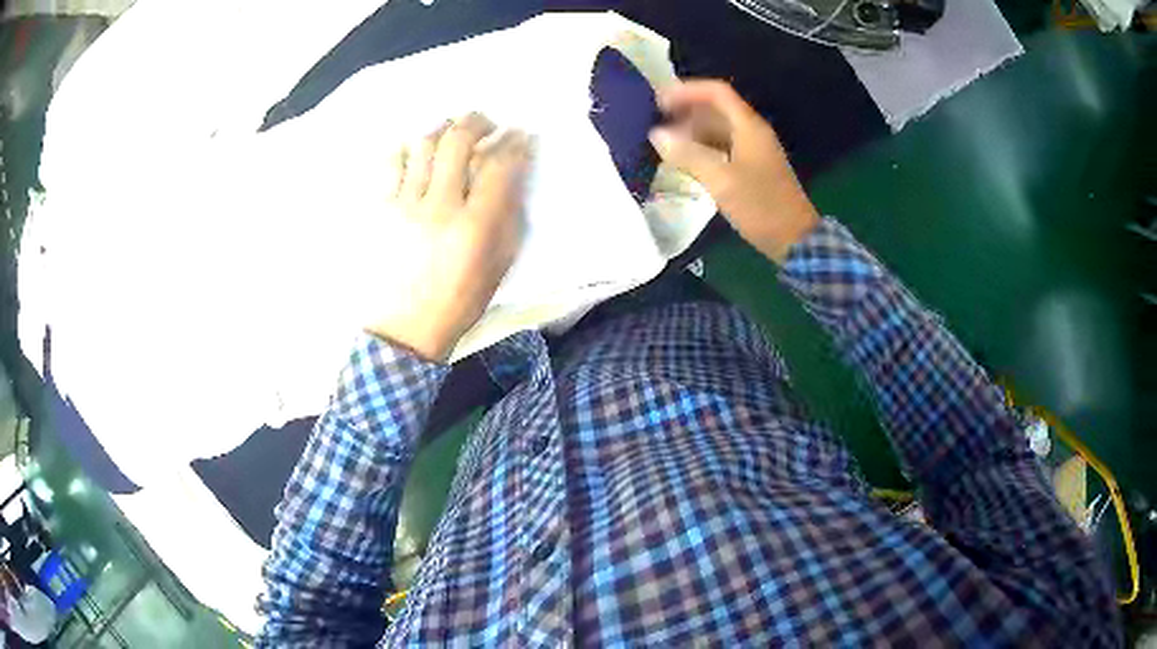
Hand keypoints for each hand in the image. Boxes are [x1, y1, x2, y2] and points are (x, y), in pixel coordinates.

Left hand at [366, 113, 531, 361]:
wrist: (406, 329)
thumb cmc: (459, 301)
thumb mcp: (499, 265)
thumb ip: (509, 216)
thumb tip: (513, 175)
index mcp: (475, 225)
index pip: (500, 165)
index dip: (515, 142)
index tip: (521, 134)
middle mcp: (440, 206)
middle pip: (458, 142)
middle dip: (478, 122)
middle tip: (487, 123)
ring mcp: (404, 205)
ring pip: (423, 145)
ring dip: (443, 128)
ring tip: (452, 131)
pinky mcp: (380, 209)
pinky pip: (391, 163)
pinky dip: (406, 149)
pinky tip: (416, 152)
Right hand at [649, 80, 819, 263]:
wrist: (795, 240)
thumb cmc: (761, 206)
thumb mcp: (721, 180)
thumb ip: (688, 155)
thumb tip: (657, 134)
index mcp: (749, 127)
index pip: (717, 92)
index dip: (688, 90)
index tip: (660, 101)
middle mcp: (752, 132)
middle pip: (717, 109)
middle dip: (686, 111)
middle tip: (656, 121)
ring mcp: (754, 150)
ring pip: (718, 129)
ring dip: (692, 131)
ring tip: (665, 142)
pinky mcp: (752, 168)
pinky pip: (723, 147)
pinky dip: (702, 148)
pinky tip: (685, 161)